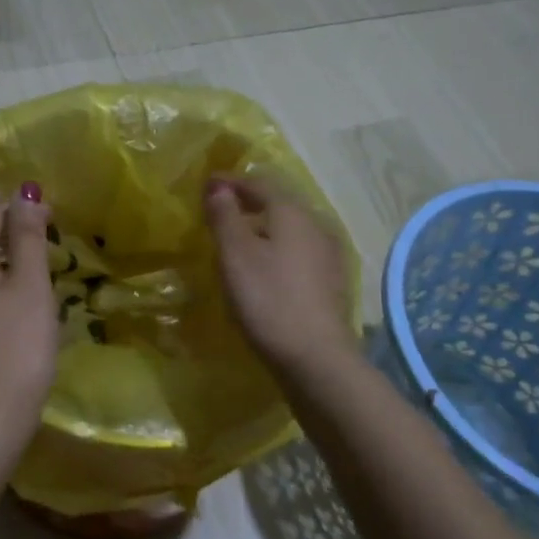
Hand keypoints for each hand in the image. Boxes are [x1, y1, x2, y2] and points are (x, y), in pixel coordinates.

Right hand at [204, 174, 355, 374]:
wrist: (316, 357)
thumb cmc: (268, 299)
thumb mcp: (236, 254)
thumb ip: (225, 216)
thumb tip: (219, 187)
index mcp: (293, 212)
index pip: (259, 183)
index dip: (231, 181)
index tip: (207, 183)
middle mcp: (316, 224)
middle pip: (279, 202)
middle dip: (249, 201)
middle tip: (220, 208)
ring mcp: (328, 253)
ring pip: (290, 227)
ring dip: (263, 226)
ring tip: (238, 237)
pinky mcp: (331, 280)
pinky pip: (298, 250)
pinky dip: (277, 247)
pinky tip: (265, 265)